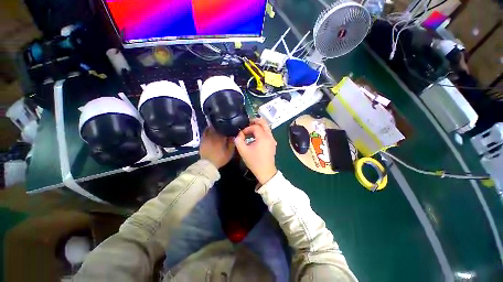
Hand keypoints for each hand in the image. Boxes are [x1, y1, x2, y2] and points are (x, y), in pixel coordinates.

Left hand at [200, 127, 234, 168]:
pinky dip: (208, 129)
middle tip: (224, 126)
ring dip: (215, 127)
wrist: (208, 164)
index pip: (226, 129)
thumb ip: (232, 143)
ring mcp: (207, 137)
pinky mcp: (203, 139)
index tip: (231, 128)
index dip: (228, 128)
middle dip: (222, 126)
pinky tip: (210, 129)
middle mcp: (214, 135)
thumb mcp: (229, 152)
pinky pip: (205, 131)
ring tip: (218, 127)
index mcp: (222, 138)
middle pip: (218, 127)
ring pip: (211, 128)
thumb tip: (233, 136)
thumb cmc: (220, 158)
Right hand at [234, 118, 277, 184]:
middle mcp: (270, 136)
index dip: (247, 128)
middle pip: (264, 123)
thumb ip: (239, 140)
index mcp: (263, 137)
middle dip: (255, 121)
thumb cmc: (254, 162)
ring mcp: (272, 140)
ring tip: (249, 131)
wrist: (265, 172)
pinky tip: (255, 137)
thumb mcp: (243, 151)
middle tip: (247, 123)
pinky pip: (267, 133)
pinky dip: (261, 131)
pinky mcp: (272, 143)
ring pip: (266, 128)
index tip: (241, 133)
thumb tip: (239, 134)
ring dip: (258, 127)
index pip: (255, 127)